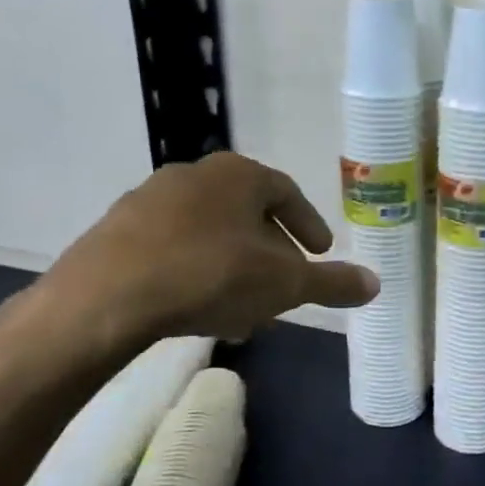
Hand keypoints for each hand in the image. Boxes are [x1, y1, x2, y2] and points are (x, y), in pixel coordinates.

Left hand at [2, 154, 377, 373]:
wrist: (108, 297)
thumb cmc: (211, 276)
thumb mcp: (285, 285)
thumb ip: (331, 283)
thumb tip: (377, 284)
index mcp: (239, 175)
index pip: (287, 193)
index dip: (308, 224)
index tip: (321, 252)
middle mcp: (195, 175)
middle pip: (248, 215)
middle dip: (272, 254)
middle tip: (285, 288)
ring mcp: (150, 200)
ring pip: (211, 234)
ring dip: (235, 267)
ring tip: (244, 310)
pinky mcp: (118, 230)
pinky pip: (174, 248)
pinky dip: (197, 272)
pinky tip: (200, 309)